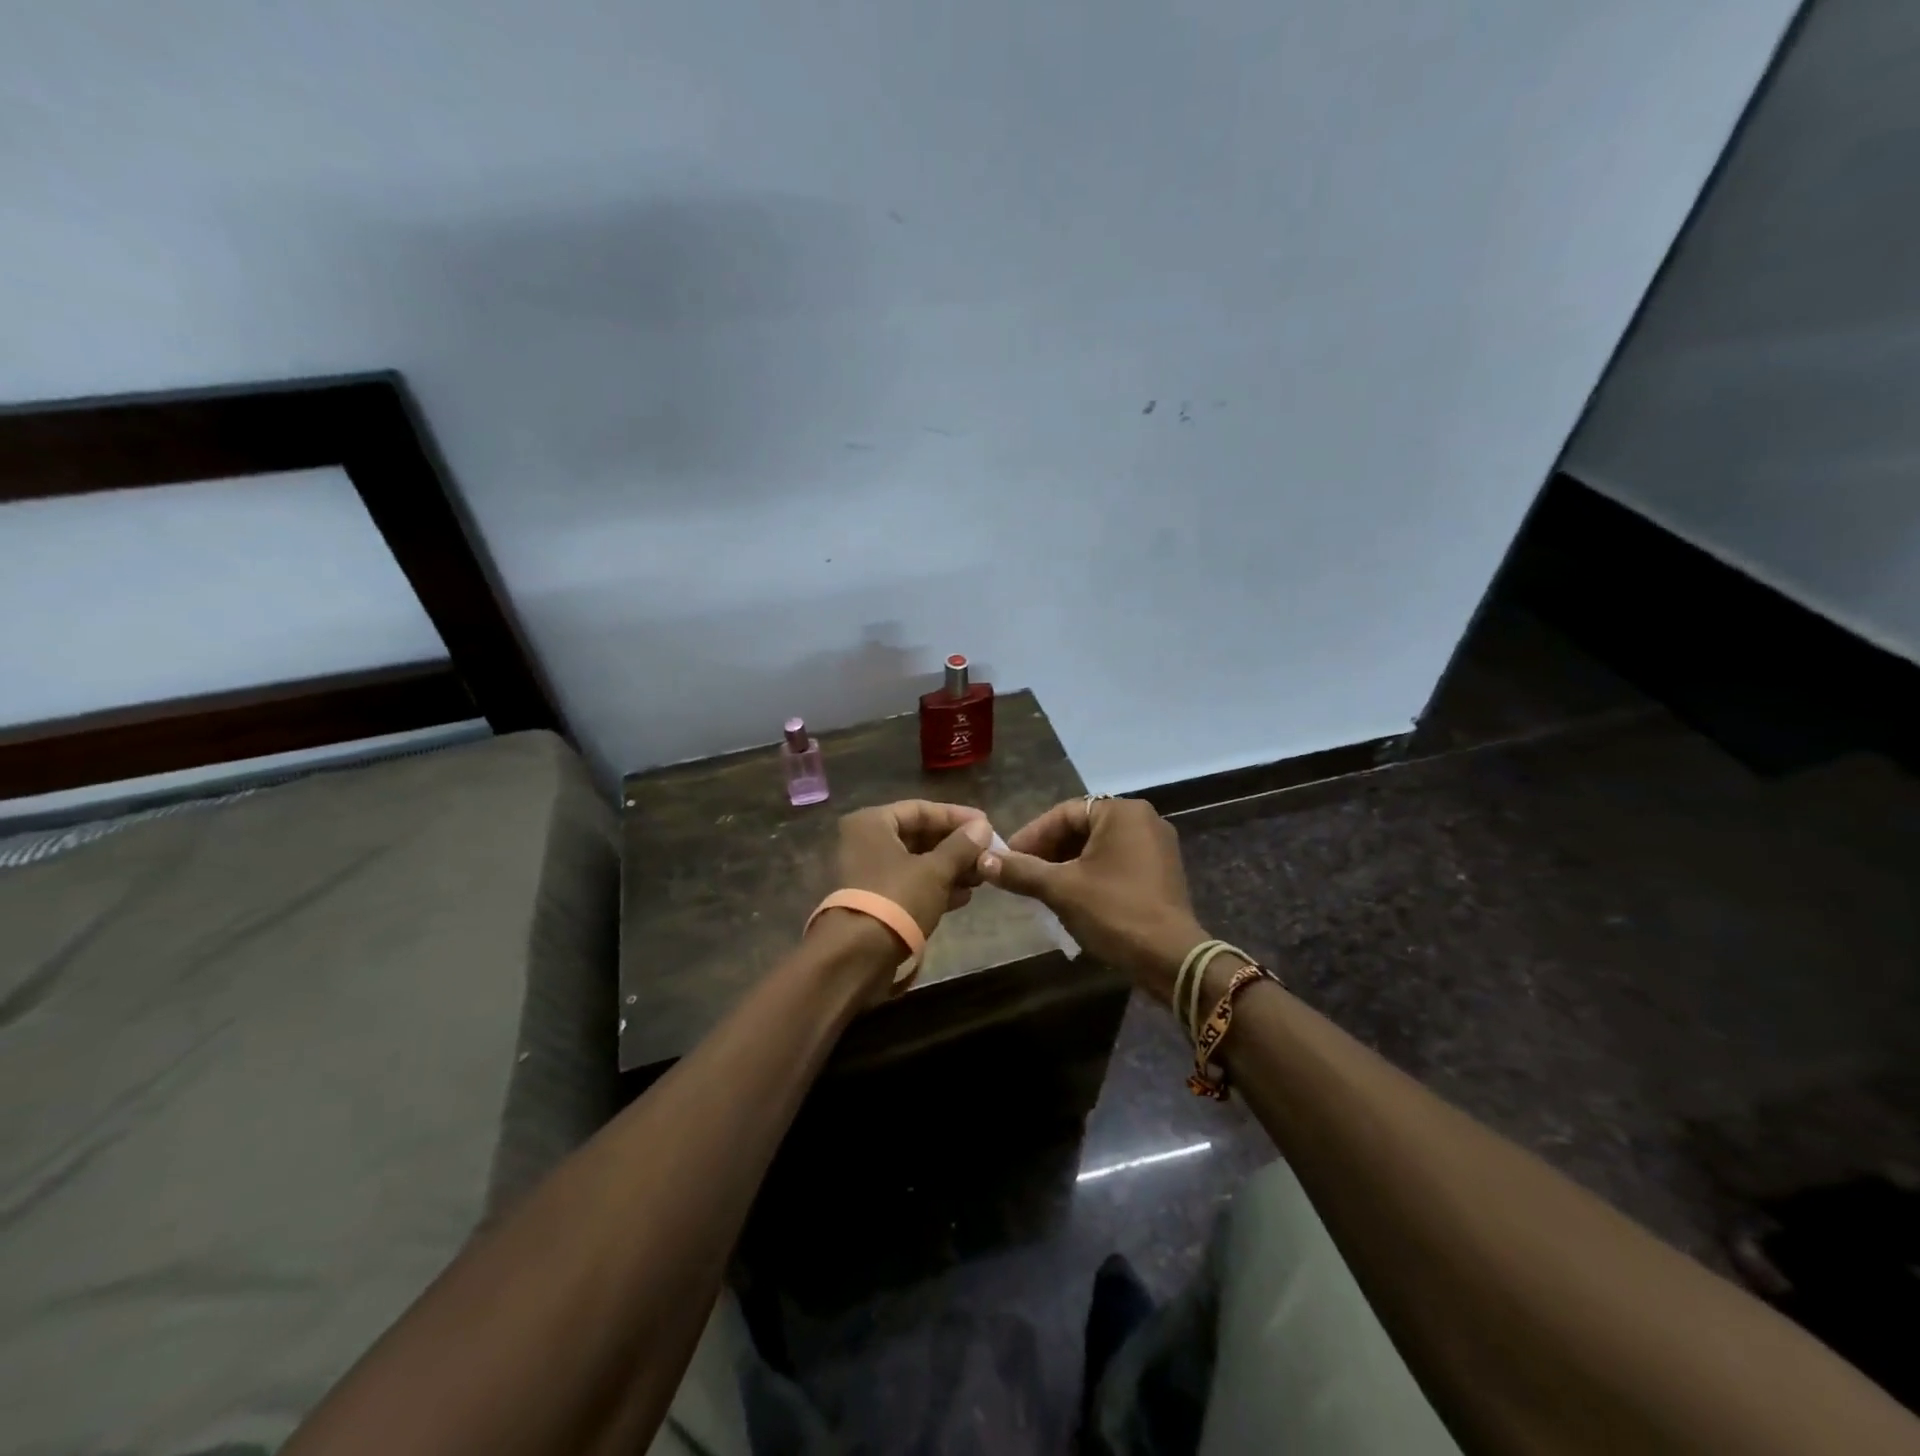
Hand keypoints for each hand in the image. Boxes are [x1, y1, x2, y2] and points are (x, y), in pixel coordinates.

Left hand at [816, 800, 993, 999]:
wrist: (859, 956)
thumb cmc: (897, 898)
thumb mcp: (935, 870)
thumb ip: (961, 846)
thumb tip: (983, 827)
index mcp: (872, 823)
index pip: (921, 809)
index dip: (956, 816)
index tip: (987, 825)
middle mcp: (865, 842)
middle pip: (919, 836)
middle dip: (956, 847)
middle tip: (987, 854)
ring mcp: (868, 873)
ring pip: (917, 862)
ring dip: (950, 868)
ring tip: (981, 877)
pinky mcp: (875, 901)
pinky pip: (910, 885)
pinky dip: (936, 887)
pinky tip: (965, 896)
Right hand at [977, 796, 1207, 1003]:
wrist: (1171, 959)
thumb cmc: (1114, 912)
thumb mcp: (1060, 889)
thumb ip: (1021, 870)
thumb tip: (983, 860)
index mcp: (1122, 812)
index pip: (1063, 814)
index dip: (1030, 836)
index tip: (1006, 858)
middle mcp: (1144, 820)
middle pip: (1081, 828)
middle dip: (1048, 851)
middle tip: (1021, 874)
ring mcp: (1157, 847)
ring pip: (1098, 848)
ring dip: (1066, 865)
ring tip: (1040, 889)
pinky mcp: (1162, 872)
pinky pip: (1116, 863)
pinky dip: (1090, 875)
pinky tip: (1071, 897)